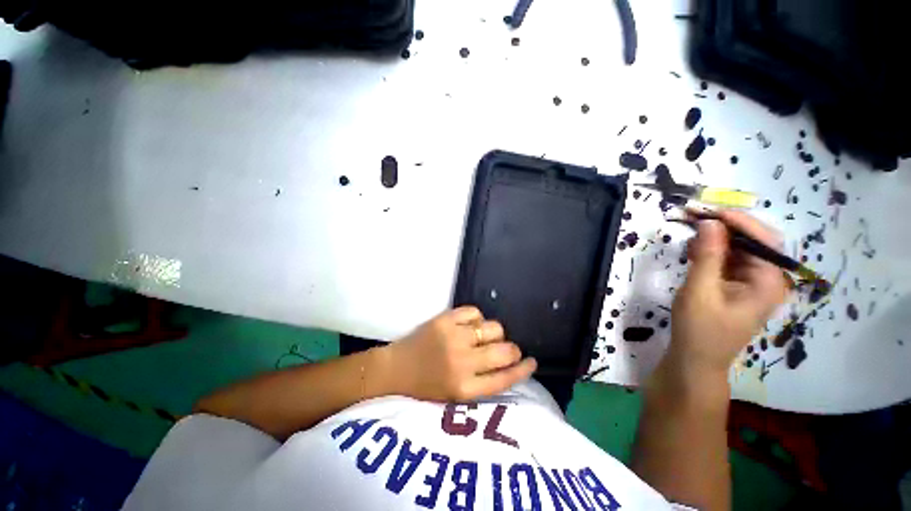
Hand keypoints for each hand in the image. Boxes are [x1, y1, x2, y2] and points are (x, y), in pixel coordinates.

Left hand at [383, 306, 536, 401]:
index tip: (532, 362)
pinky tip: (471, 324)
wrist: (395, 369)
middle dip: (513, 350)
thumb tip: (508, 363)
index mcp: (464, 388)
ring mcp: (453, 337)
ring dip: (495, 332)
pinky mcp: (444, 319)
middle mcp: (462, 362)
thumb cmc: (425, 387)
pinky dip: (477, 318)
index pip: (504, 379)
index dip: (523, 370)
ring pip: (493, 327)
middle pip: (504, 351)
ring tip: (485, 336)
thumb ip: (482, 382)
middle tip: (508, 348)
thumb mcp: (455, 396)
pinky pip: (474, 312)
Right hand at [669, 210, 788, 376]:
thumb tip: (709, 222)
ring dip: (716, 239)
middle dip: (725, 227)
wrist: (696, 359)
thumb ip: (706, 256)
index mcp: (769, 282)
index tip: (706, 211)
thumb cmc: (699, 329)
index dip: (737, 221)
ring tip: (689, 240)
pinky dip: (712, 252)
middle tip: (693, 220)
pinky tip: (694, 254)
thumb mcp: (699, 291)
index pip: (763, 239)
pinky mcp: (739, 286)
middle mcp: (768, 279)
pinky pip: (730, 260)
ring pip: (740, 249)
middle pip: (754, 241)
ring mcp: (754, 283)